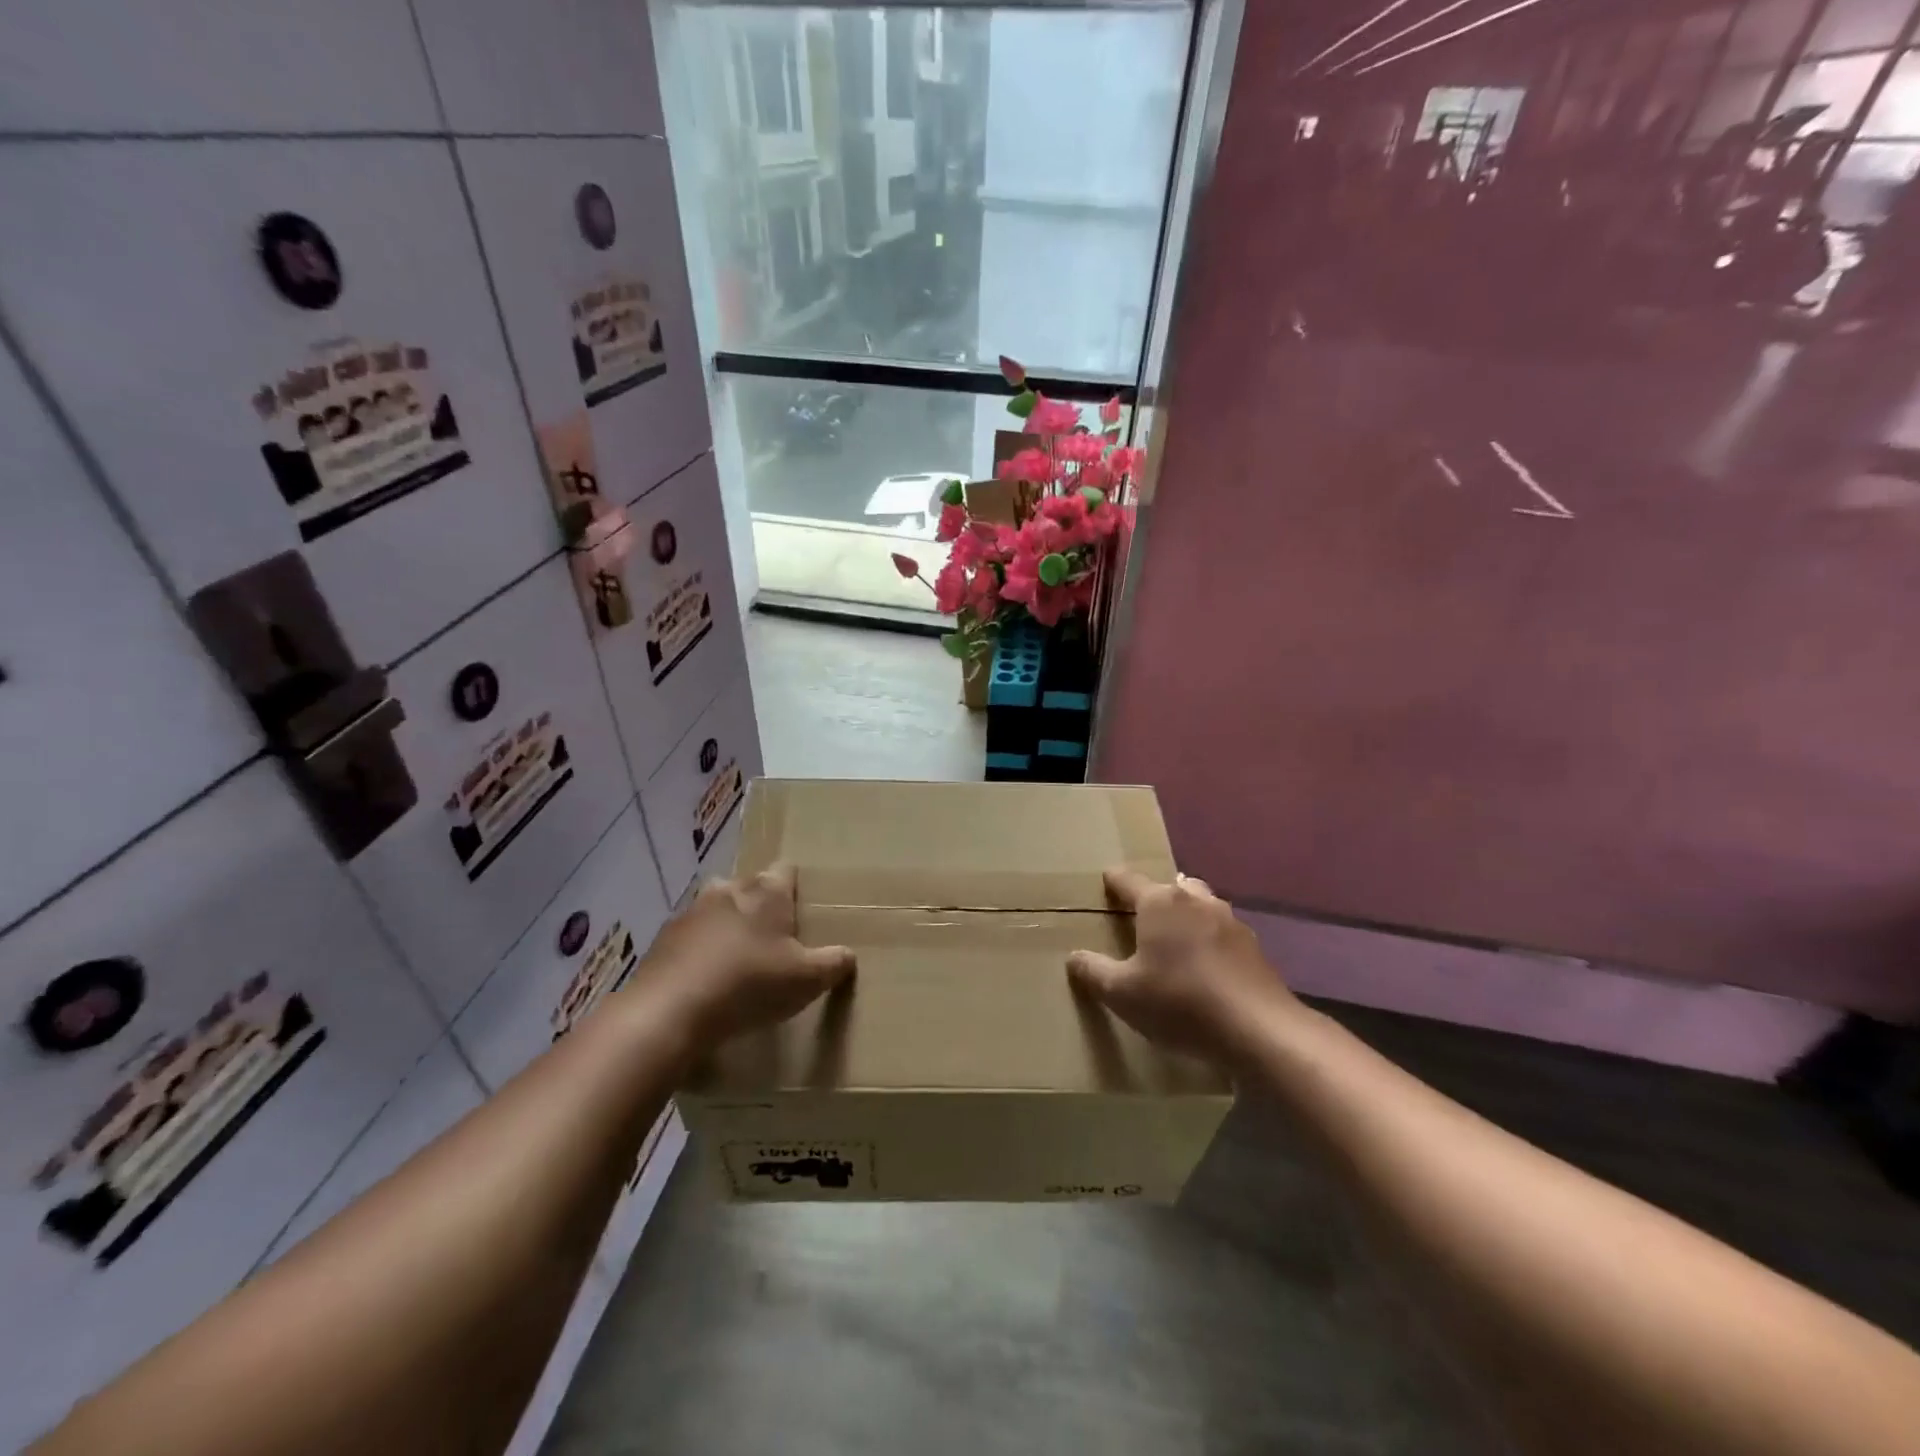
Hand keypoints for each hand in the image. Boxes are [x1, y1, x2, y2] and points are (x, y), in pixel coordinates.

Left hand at [629, 863, 854, 1049]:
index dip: (795, 888)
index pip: (786, 870)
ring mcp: (691, 911)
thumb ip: (833, 963)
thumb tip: (848, 954)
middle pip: (749, 888)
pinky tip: (706, 981)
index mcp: (767, 891)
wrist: (669, 1011)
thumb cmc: (749, 984)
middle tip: (772, 941)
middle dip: (759, 907)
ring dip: (727, 928)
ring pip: (717, 909)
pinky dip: (699, 951)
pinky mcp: (663, 938)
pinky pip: (690, 937)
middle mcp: (728, 889)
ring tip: (737, 963)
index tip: (800, 913)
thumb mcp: (807, 980)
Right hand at [1066, 868, 1300, 1065]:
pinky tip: (1206, 968)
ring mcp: (1230, 921)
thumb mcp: (1122, 994)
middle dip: (1155, 898)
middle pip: (1170, 888)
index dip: (1114, 881)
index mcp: (1159, 902)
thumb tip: (1073, 956)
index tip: (1106, 878)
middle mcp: (1195, 900)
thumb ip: (1094, 971)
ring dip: (1186, 917)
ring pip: (1200, 907)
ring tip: (1175, 940)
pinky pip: (1222, 934)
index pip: (1129, 881)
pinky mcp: (1254, 947)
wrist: (1258, 1029)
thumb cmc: (1179, 1002)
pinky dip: (1210, 942)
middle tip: (1141, 917)